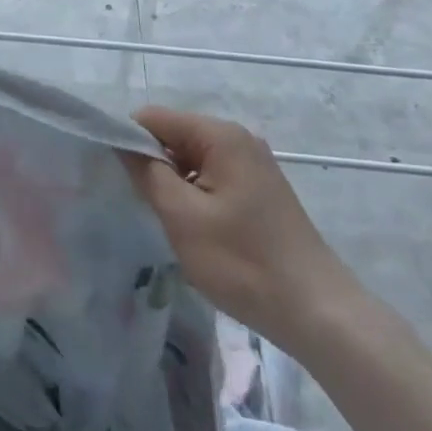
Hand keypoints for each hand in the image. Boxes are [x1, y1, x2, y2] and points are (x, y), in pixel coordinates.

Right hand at [123, 106, 360, 343]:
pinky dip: (195, 194)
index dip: (129, 140)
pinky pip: (212, 176)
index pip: (155, 117)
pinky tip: (195, 229)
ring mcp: (252, 164)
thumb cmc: (244, 263)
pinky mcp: (260, 190)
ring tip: (167, 220)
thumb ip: (148, 173)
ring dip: (174, 183)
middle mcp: (238, 138)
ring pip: (192, 159)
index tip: (114, 175)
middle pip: (175, 135)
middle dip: (153, 164)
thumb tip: (122, 142)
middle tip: (142, 205)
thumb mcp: (183, 218)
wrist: (318, 312)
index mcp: (220, 135)